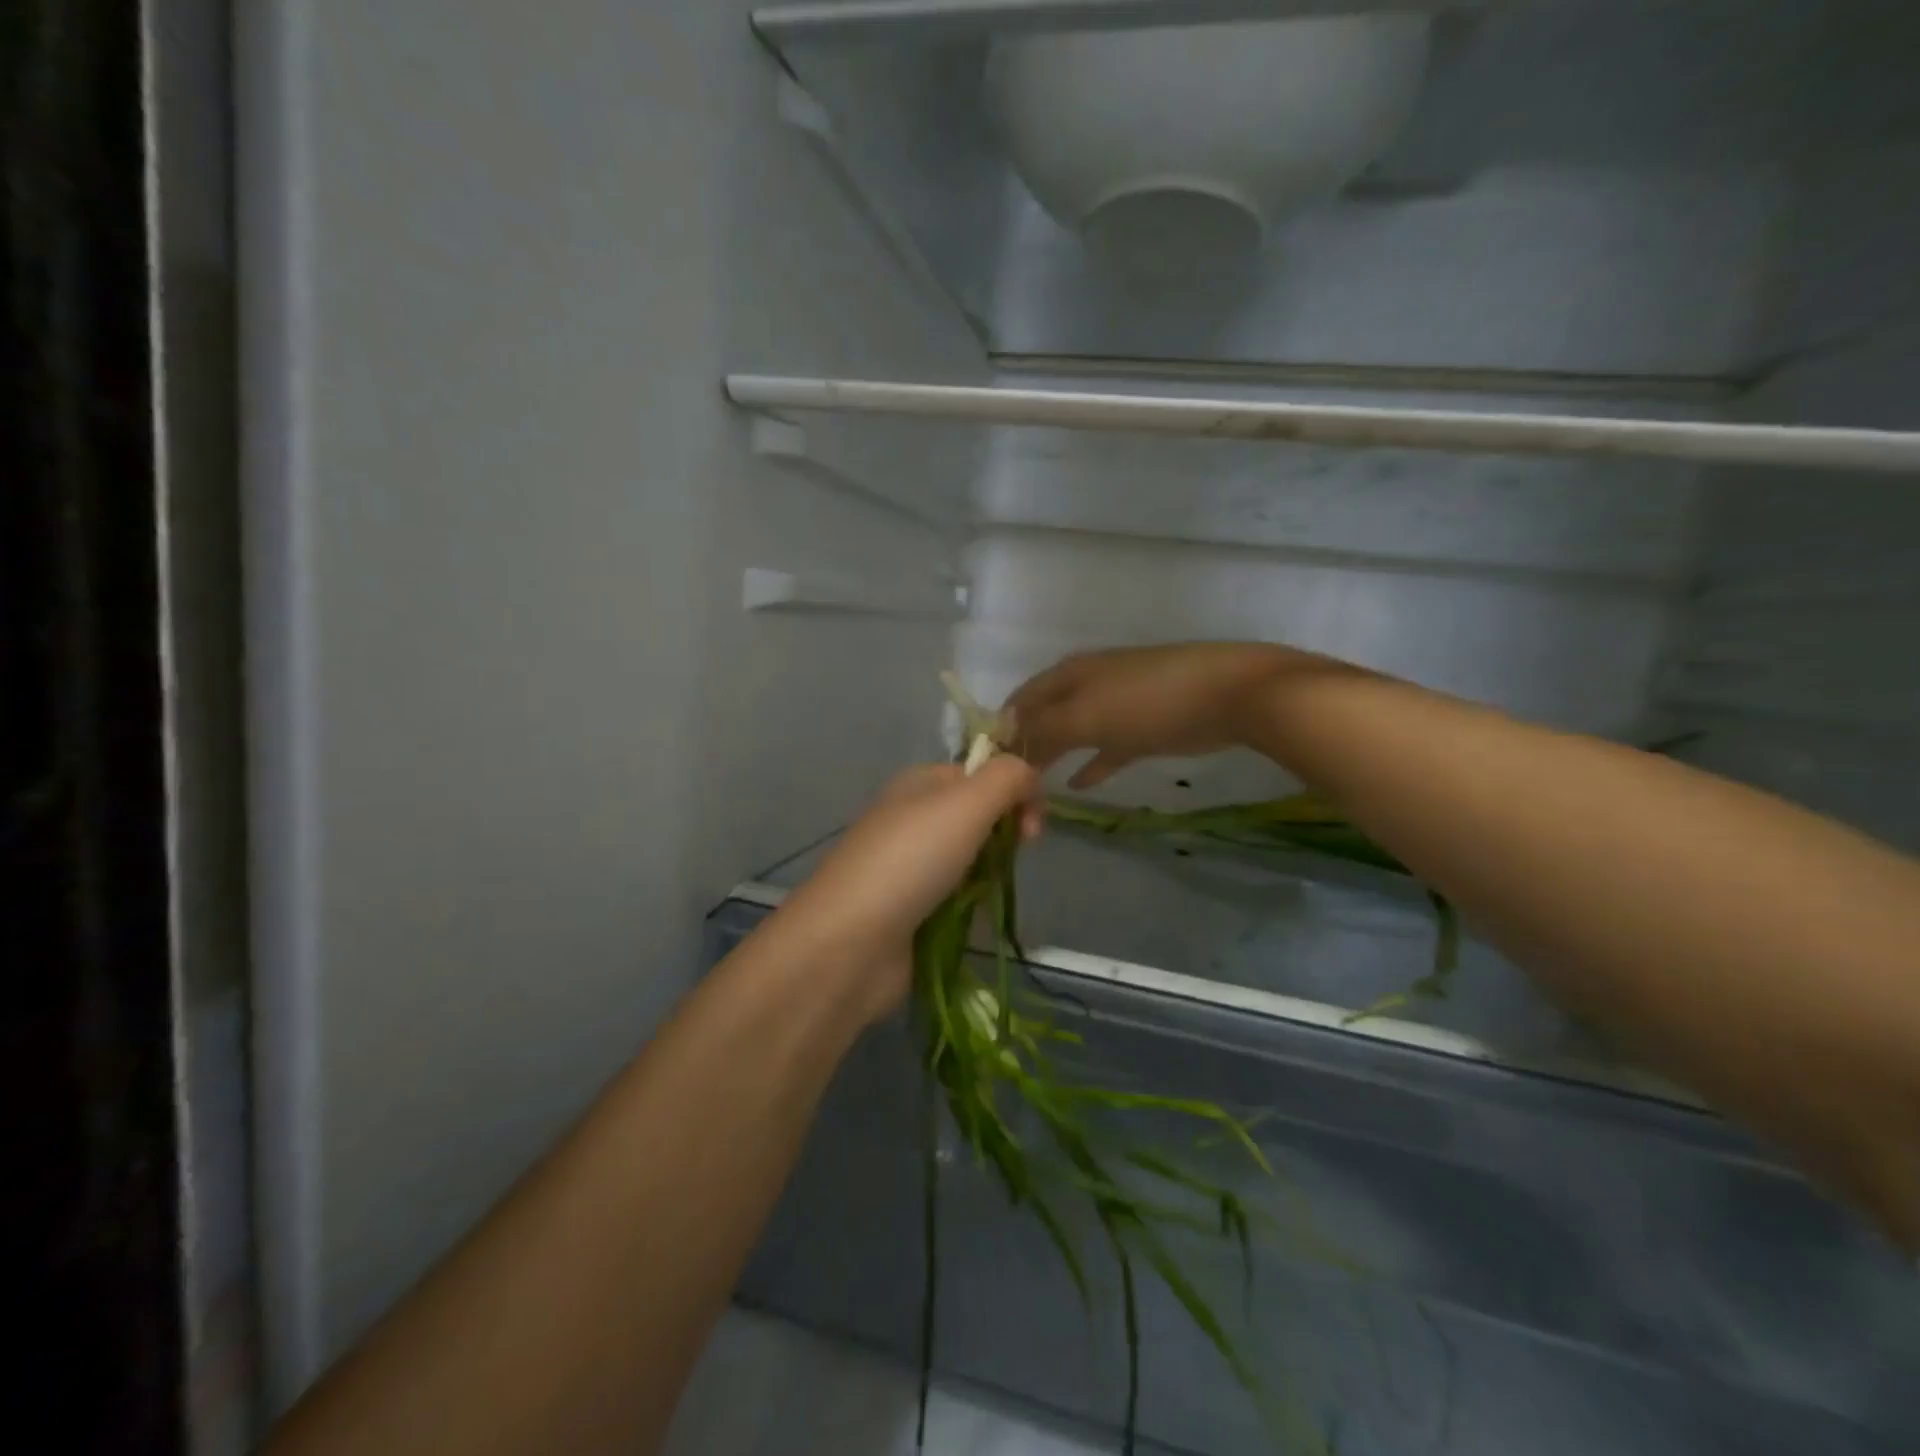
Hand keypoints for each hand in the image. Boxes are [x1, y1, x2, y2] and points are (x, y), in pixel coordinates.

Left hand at [775, 758, 1041, 1021]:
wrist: (851, 943)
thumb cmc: (911, 861)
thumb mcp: (966, 802)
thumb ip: (1007, 778)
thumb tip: (1029, 778)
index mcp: (920, 784)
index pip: (981, 774)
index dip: (1015, 792)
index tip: (1033, 827)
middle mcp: (912, 819)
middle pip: (978, 817)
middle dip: (1004, 836)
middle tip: (1013, 857)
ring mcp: (909, 867)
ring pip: (970, 860)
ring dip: (989, 875)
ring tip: (987, 894)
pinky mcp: (910, 911)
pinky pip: (955, 899)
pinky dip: (970, 907)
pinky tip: (972, 920)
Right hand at [1008, 643, 1301, 787]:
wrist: (1228, 694)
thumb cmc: (1148, 702)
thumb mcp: (1086, 715)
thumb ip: (1042, 729)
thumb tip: (1005, 742)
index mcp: (1067, 676)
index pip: (1019, 703)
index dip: (1000, 732)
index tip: (983, 770)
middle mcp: (1085, 686)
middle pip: (1043, 719)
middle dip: (1025, 751)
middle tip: (1007, 789)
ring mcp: (1116, 706)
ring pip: (1072, 735)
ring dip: (1053, 760)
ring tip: (1033, 791)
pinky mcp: (1142, 728)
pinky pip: (1105, 749)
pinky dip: (1090, 765)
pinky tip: (1078, 786)